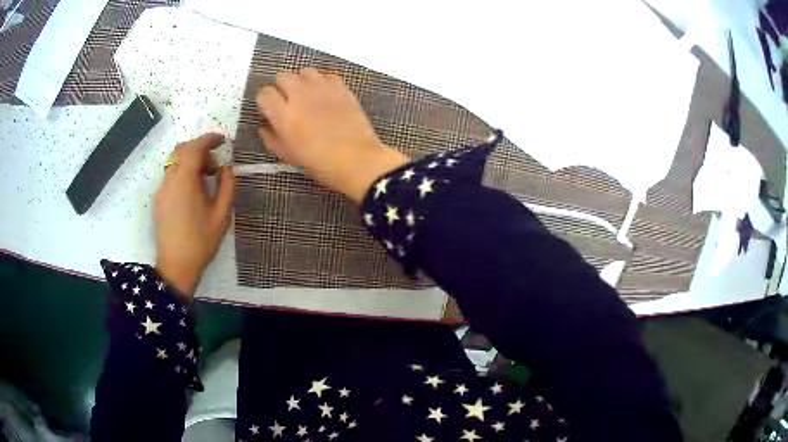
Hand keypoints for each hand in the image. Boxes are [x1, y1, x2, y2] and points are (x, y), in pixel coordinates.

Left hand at [154, 133, 234, 296]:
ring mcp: (161, 190)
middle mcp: (169, 180)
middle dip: (200, 151)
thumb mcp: (221, 215)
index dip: (209, 139)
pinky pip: (171, 177)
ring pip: (175, 164)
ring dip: (191, 164)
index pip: (194, 148)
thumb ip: (227, 186)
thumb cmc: (201, 241)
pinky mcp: (159, 201)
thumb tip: (226, 168)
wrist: (176, 266)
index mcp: (185, 181)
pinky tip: (193, 195)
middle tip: (214, 167)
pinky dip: (183, 175)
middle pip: (182, 151)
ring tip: (205, 183)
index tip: (222, 140)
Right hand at [256, 68, 408, 202]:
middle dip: (281, 87)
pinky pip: (326, 75)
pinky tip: (325, 95)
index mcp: (284, 115)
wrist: (357, 160)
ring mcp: (322, 88)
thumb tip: (264, 125)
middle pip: (282, 76)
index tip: (269, 109)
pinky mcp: (341, 87)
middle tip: (287, 101)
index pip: (264, 93)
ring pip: (304, 71)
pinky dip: (322, 82)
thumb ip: (271, 138)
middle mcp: (300, 95)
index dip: (265, 100)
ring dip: (301, 81)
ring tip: (306, 94)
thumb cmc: (319, 163)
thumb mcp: (288, 155)